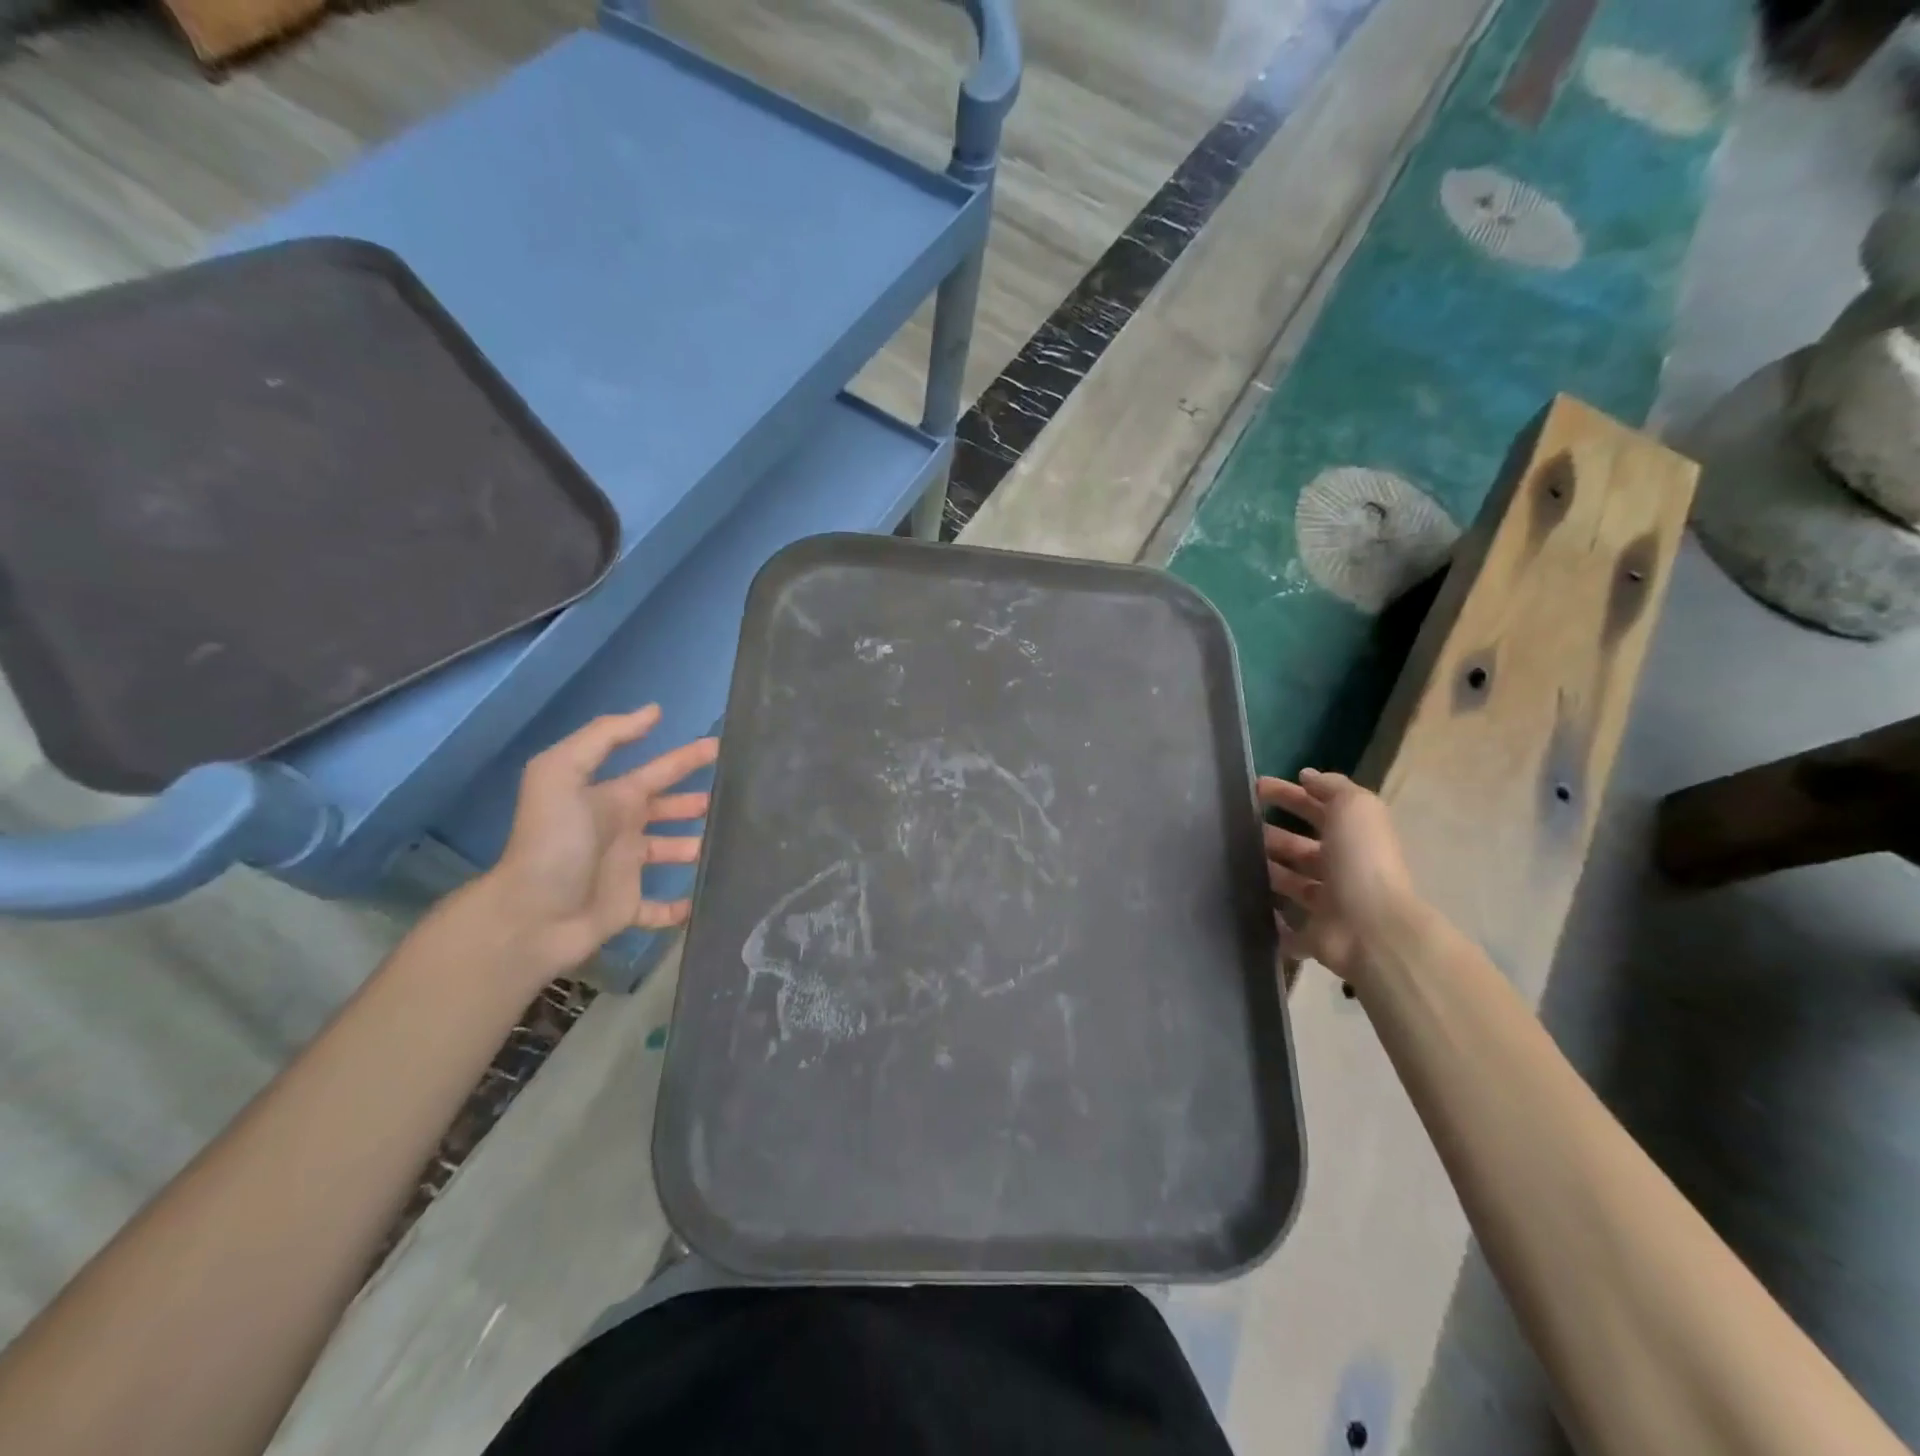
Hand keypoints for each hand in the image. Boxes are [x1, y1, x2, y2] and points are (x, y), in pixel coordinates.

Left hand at [481, 706, 719, 977]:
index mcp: (611, 798)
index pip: (658, 771)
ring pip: (670, 852)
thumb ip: (604, 737)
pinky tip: (701, 902)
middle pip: (668, 809)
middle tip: (736, 798)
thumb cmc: (553, 842)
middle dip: (696, 802)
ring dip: (695, 847)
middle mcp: (621, 830)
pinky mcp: (626, 908)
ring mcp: (624, 870)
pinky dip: (679, 907)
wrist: (529, 916)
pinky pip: (659, 908)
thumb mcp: (562, 774)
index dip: (687, 758)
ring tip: (729, 846)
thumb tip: (653, 711)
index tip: (722, 747)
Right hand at [1258, 769, 1419, 985]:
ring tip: (1233, 861)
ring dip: (1268, 871)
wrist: (1371, 929)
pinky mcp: (1313, 937)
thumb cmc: (1360, 862)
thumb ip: (1332, 787)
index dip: (1289, 795)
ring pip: (1292, 883)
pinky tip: (1245, 904)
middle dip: (1273, 835)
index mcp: (1353, 838)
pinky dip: (1271, 919)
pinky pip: (1287, 927)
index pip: (1317, 808)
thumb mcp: (1354, 808)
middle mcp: (1342, 869)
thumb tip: (1307, 776)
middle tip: (1239, 827)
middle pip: (1302, 847)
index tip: (1255, 788)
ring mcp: (1328, 905)